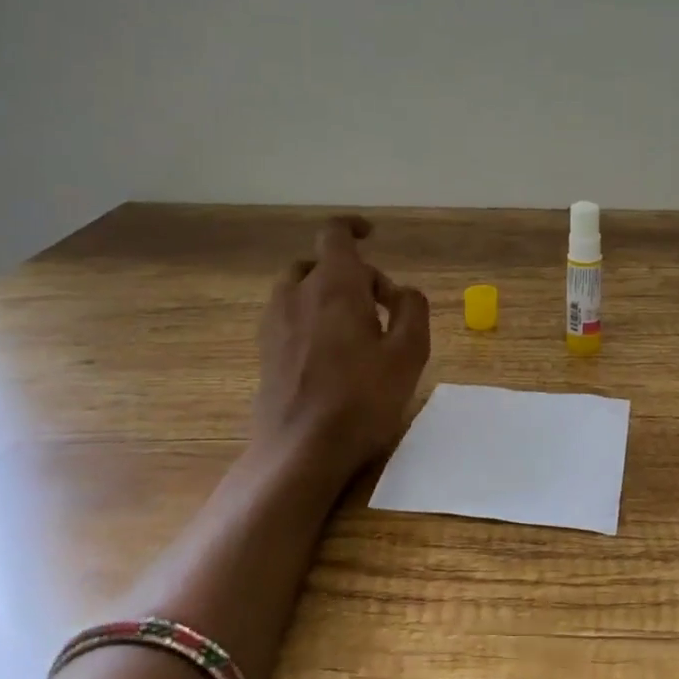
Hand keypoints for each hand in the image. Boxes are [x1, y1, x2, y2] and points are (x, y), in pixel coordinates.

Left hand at [253, 216, 430, 483]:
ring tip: (356, 330)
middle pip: (322, 264)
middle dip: (354, 275)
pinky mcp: (266, 351)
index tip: (372, 235)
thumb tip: (402, 292)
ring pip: (301, 288)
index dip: (353, 227)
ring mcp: (275, 323)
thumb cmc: (361, 399)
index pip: (335, 234)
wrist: (299, 451)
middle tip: (383, 308)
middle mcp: (297, 294)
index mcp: (334, 285)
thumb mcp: (409, 353)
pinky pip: (290, 315)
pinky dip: (311, 317)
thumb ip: (412, 309)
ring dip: (329, 295)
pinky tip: (332, 355)